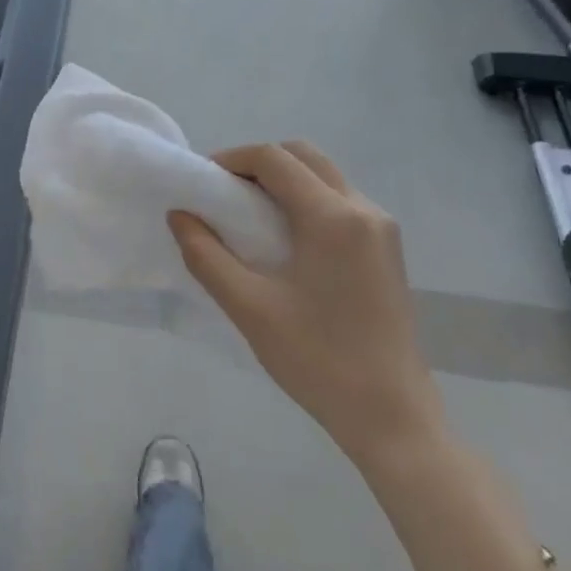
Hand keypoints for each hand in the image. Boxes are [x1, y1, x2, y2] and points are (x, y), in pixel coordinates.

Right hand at [169, 141, 445, 464]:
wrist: (391, 415)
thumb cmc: (317, 359)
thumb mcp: (249, 307)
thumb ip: (206, 255)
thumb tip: (180, 215)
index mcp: (333, 217)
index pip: (275, 159)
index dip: (232, 159)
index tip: (202, 182)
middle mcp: (364, 209)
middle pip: (304, 156)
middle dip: (259, 163)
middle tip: (224, 193)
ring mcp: (382, 229)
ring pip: (325, 176)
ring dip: (284, 181)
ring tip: (248, 216)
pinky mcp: (387, 249)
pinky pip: (340, 202)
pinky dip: (306, 201)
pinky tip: (284, 239)